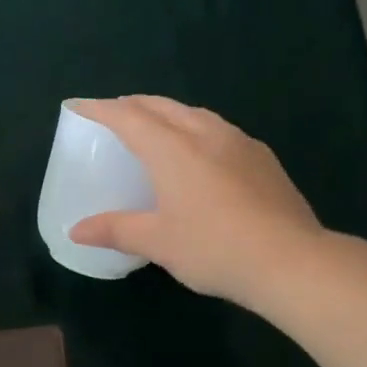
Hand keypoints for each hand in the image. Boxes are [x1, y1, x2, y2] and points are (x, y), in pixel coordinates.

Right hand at [67, 96, 328, 312]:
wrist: (291, 261)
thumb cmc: (213, 248)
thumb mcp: (157, 242)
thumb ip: (115, 230)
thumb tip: (76, 231)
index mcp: (173, 149)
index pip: (128, 117)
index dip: (100, 109)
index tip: (79, 105)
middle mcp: (206, 134)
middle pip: (163, 107)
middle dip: (133, 105)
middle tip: (113, 114)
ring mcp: (240, 143)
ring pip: (195, 114)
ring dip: (167, 114)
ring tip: (154, 128)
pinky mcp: (263, 159)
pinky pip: (218, 131)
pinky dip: (195, 130)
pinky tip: (200, 153)